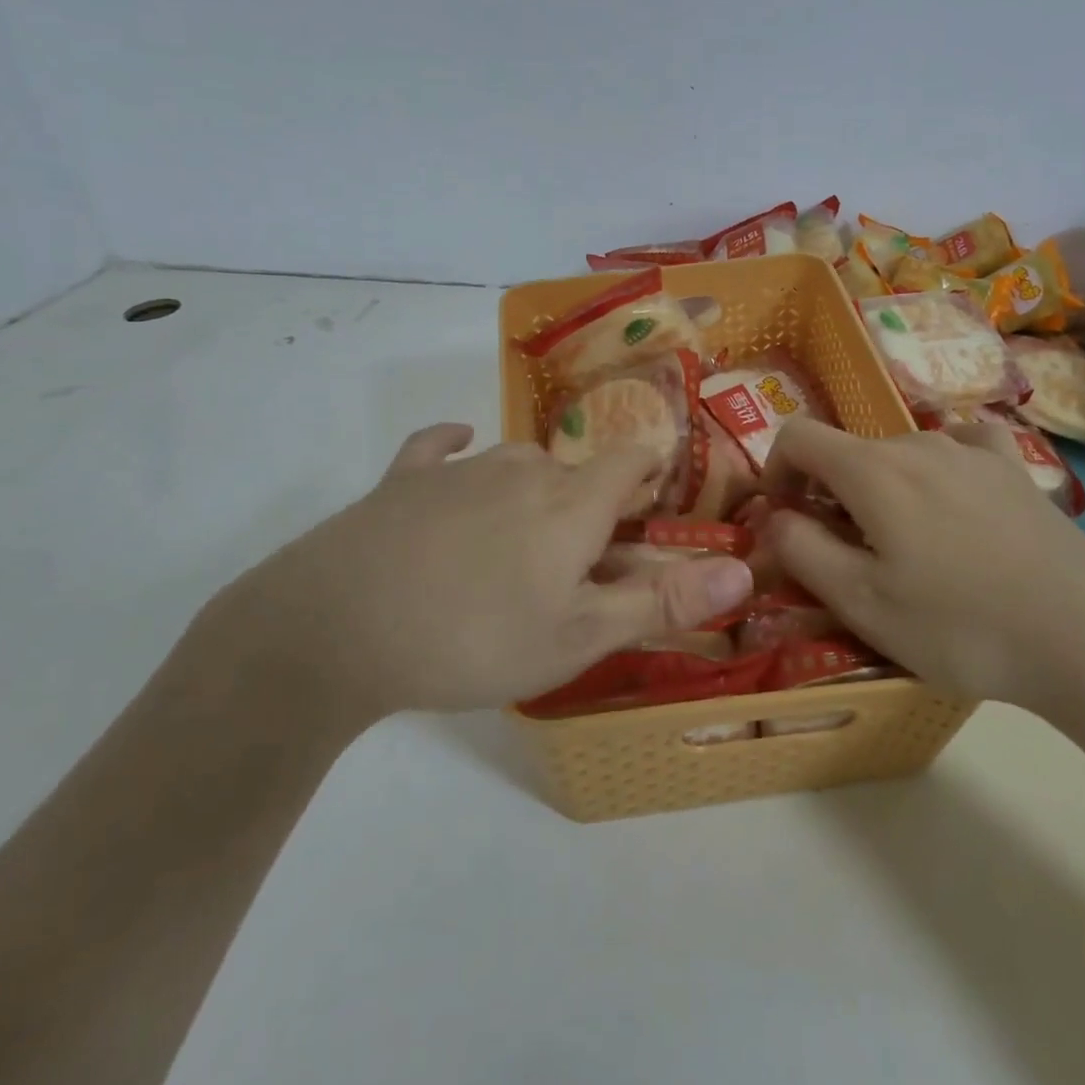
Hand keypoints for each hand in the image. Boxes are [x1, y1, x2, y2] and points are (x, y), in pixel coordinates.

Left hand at [213, 424, 754, 729]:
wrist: (339, 626)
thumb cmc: (476, 637)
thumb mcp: (579, 636)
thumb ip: (662, 601)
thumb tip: (745, 568)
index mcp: (572, 501)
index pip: (631, 462)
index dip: (651, 474)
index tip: (655, 504)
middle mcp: (524, 467)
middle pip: (575, 471)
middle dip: (589, 505)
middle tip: (579, 560)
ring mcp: (460, 468)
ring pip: (516, 465)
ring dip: (531, 493)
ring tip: (518, 545)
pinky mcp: (404, 478)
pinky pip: (439, 447)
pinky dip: (454, 449)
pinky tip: (456, 450)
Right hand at [761, 418, 1084, 711]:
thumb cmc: (962, 625)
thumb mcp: (862, 602)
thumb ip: (801, 550)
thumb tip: (774, 516)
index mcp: (872, 469)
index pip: (797, 436)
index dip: (775, 471)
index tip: (785, 518)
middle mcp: (918, 443)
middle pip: (849, 452)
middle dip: (829, 494)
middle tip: (847, 556)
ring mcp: (973, 451)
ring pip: (900, 455)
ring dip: (881, 490)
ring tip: (907, 548)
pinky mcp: (1015, 469)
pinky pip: (960, 449)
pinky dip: (939, 470)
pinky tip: (956, 503)